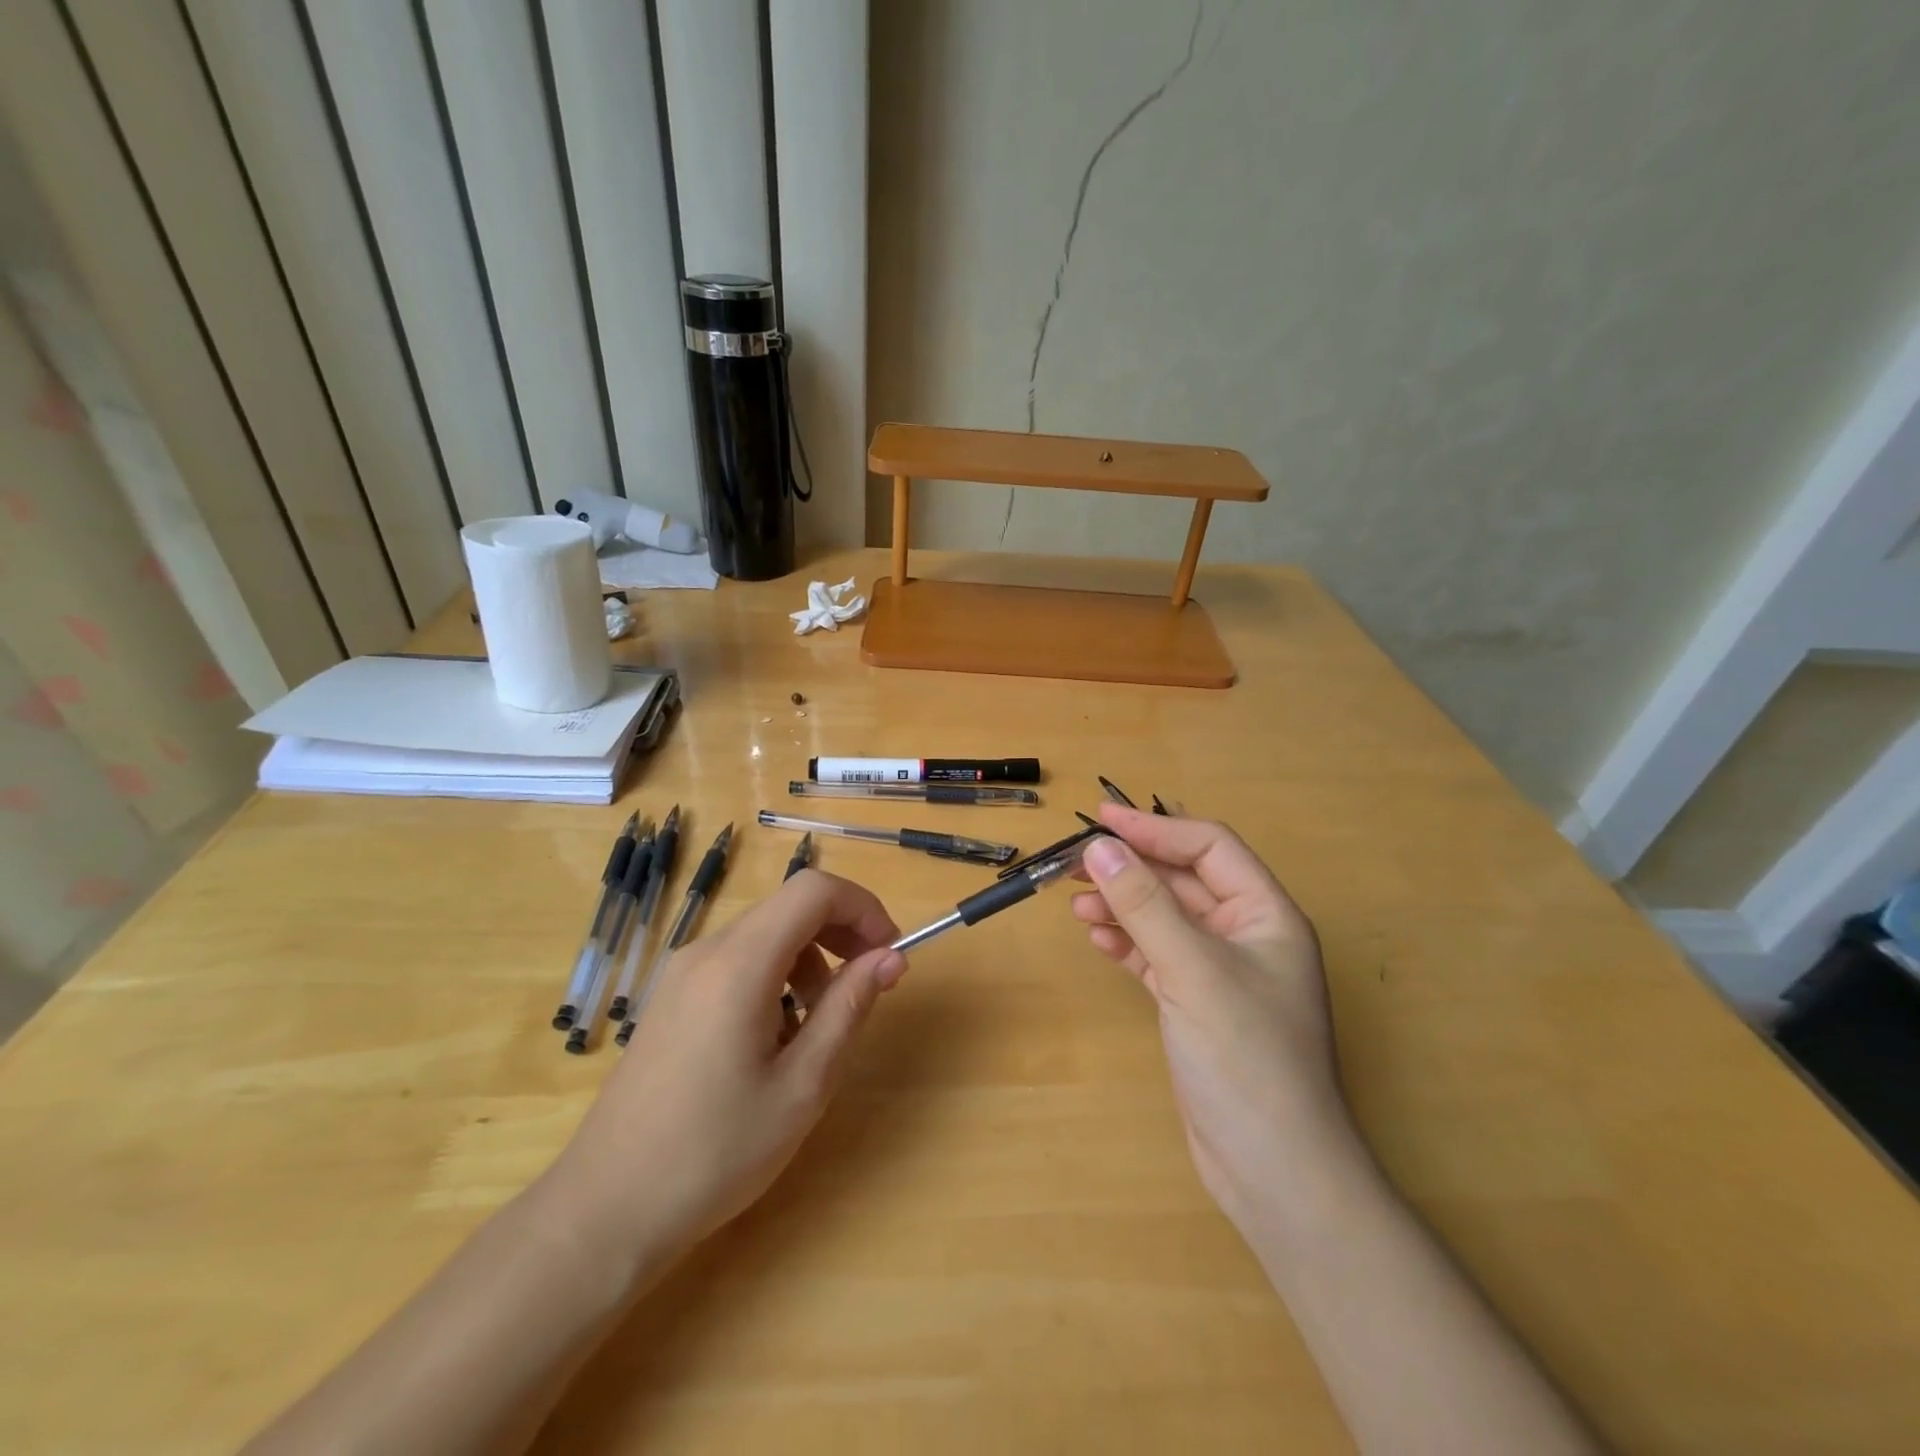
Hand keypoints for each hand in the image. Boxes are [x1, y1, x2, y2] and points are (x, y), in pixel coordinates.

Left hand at [544, 870, 904, 1274]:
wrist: (606, 1210)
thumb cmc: (715, 1152)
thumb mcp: (802, 1085)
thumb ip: (849, 1009)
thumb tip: (890, 957)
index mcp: (739, 964)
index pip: (813, 891)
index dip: (862, 907)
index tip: (889, 952)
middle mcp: (707, 952)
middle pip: (789, 908)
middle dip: (841, 933)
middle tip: (869, 985)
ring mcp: (682, 973)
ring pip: (765, 934)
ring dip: (809, 959)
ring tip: (820, 1025)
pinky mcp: (672, 998)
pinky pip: (737, 961)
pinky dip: (775, 976)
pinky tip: (775, 1038)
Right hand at [1072, 804, 1351, 1233]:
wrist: (1275, 1174)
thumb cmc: (1247, 1059)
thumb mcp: (1193, 971)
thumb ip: (1144, 905)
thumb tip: (1099, 848)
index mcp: (1266, 914)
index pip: (1208, 848)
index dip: (1155, 828)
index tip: (1101, 819)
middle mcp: (1246, 935)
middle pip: (1182, 881)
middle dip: (1131, 869)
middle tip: (1075, 862)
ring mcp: (1220, 973)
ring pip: (1165, 919)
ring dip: (1122, 906)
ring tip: (1076, 904)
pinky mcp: (1196, 1006)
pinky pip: (1156, 956)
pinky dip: (1127, 943)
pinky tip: (1098, 938)